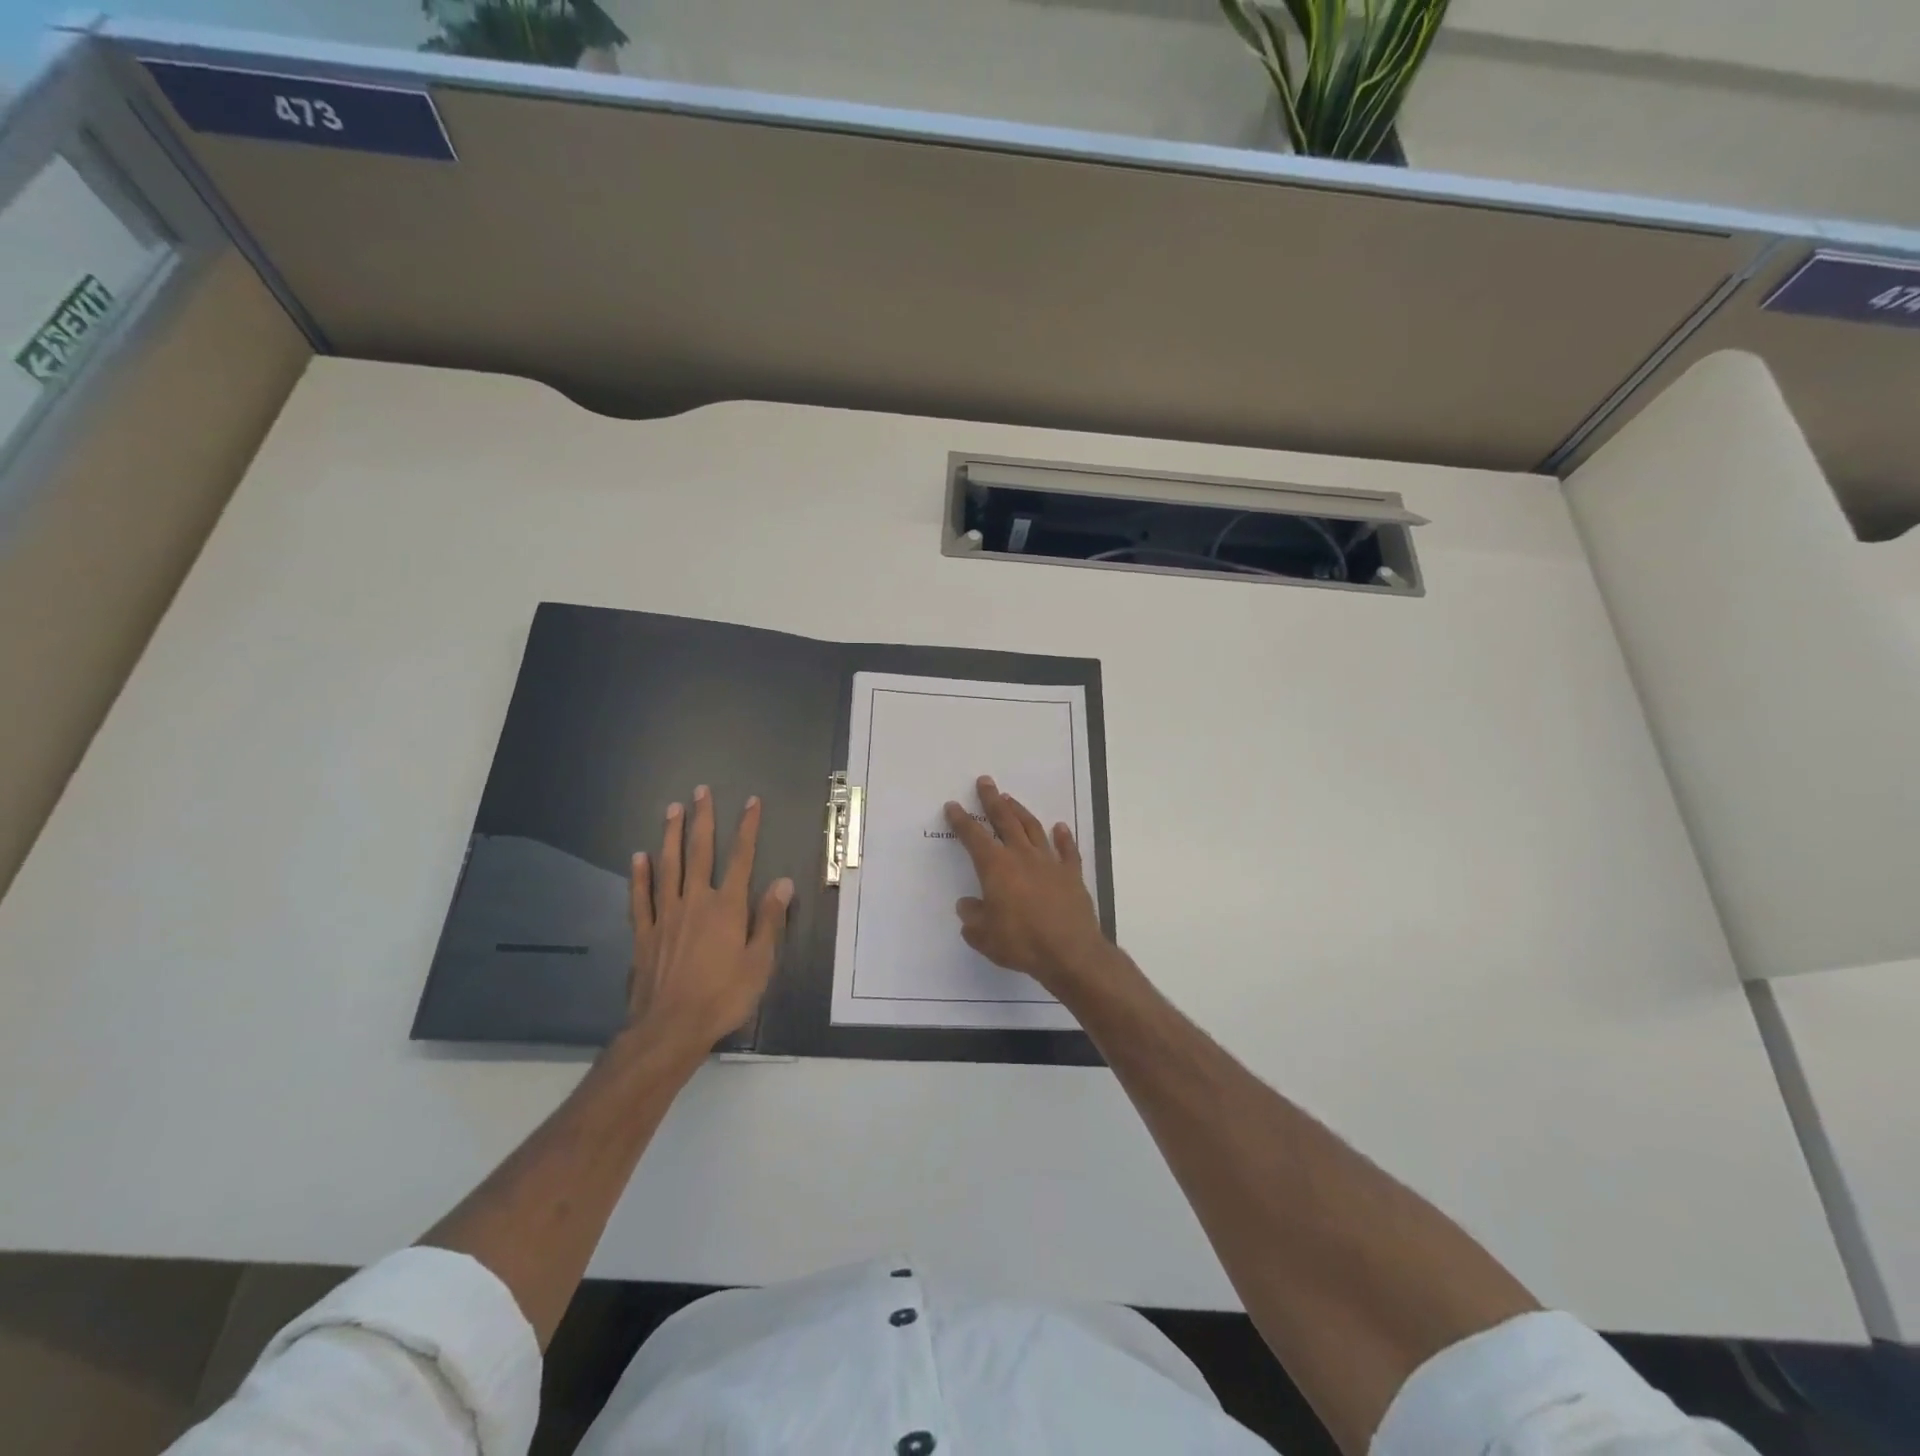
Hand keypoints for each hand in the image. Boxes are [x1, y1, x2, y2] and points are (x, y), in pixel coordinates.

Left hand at [626, 786, 792, 1065]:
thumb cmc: (723, 996)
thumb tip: (783, 882)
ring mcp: (666, 916)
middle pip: (700, 852)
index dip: (748, 828)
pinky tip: (639, 856)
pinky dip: (640, 875)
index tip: (751, 802)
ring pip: (669, 866)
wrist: (670, 1028)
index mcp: (728, 907)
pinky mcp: (645, 934)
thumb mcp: (760, 962)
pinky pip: (642, 898)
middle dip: (702, 820)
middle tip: (700, 791)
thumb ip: (769, 920)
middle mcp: (696, 902)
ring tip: (672, 809)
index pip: (742, 858)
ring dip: (671, 836)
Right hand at [944, 775, 1113, 994]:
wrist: (1070, 952)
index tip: (953, 805)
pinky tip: (1060, 827)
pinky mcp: (1072, 875)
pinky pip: (1068, 850)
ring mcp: (1050, 863)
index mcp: (996, 868)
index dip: (962, 821)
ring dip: (1021, 812)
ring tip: (1011, 799)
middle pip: (1005, 821)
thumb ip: (972, 918)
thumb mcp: (984, 936)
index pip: (974, 837)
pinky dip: (1064, 837)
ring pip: (1033, 829)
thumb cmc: (1021, 943)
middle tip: (986, 781)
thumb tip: (967, 904)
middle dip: (993, 800)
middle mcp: (1022, 857)